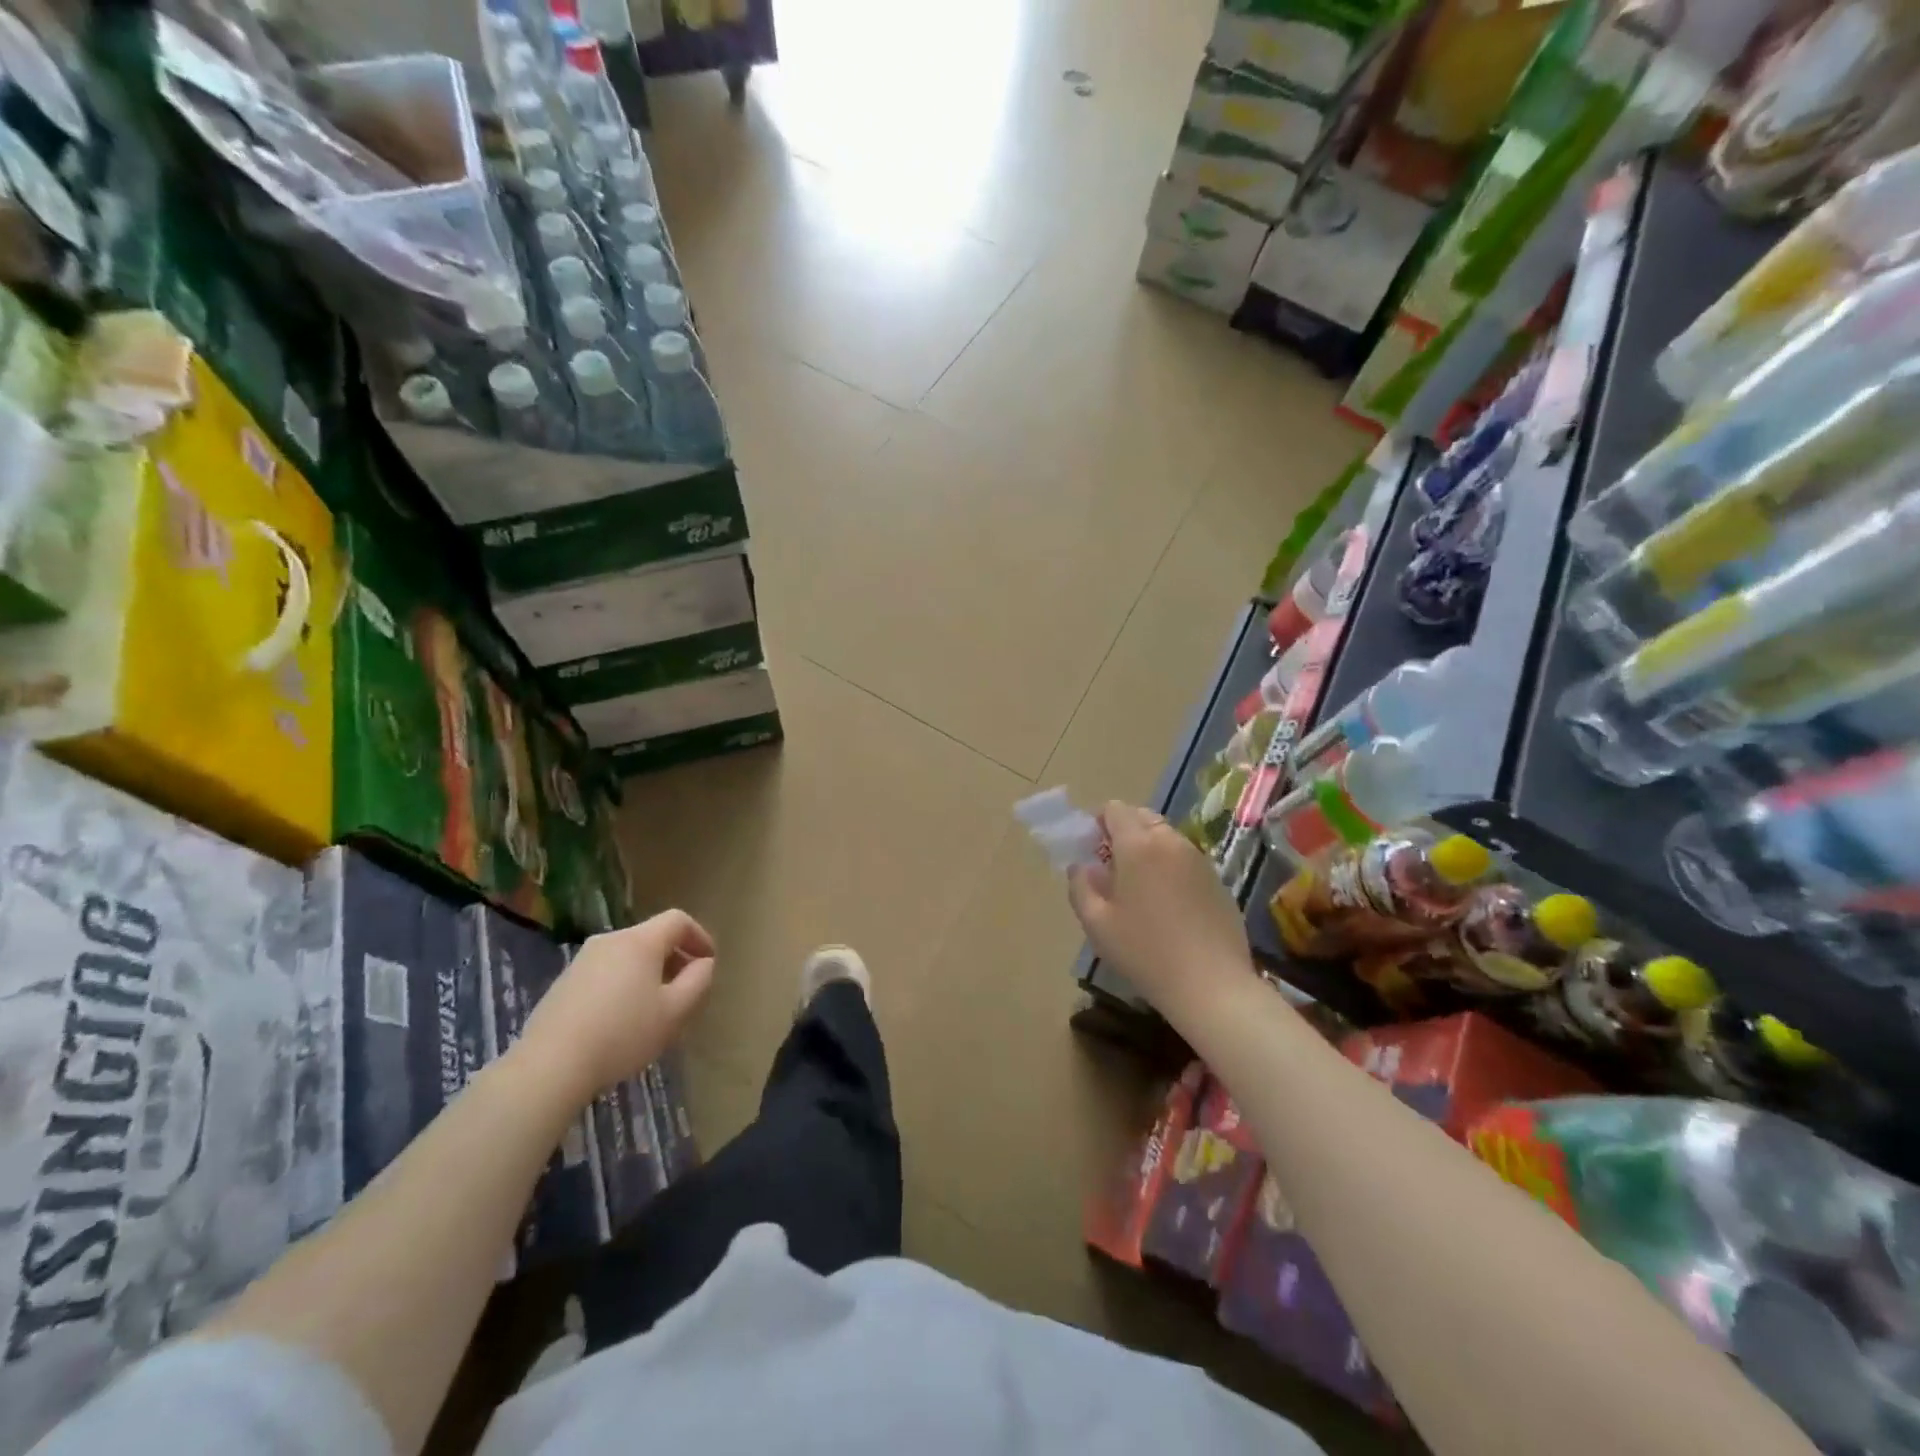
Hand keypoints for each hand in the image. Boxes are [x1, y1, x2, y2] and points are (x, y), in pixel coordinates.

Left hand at [514, 910, 715, 1104]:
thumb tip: (703, 963)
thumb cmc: (623, 1034)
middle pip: (652, 937)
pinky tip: (621, 1019)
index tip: (709, 962)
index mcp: (640, 941)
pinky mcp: (563, 983)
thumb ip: (698, 981)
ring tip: (654, 1008)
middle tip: (685, 989)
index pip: (678, 920)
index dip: (699, 936)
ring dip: (648, 973)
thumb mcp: (675, 1012)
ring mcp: (582, 960)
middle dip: (675, 957)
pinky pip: (606, 972)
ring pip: (628, 956)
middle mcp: (610, 940)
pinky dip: (623, 984)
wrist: (549, 1066)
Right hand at [1068, 802, 1254, 1022]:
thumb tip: (1082, 866)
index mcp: (1137, 845)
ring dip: (1148, 848)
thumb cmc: (1145, 952)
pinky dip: (1170, 866)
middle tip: (1113, 869)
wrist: (1212, 985)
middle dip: (1123, 832)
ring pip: (1166, 837)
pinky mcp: (1217, 880)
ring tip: (1140, 888)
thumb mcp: (1096, 923)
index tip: (1092, 851)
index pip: (1114, 809)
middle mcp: (1170, 841)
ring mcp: (1199, 859)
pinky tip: (1169, 905)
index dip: (1098, 823)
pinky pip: (1185, 858)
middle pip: (1142, 817)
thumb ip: (1081, 886)